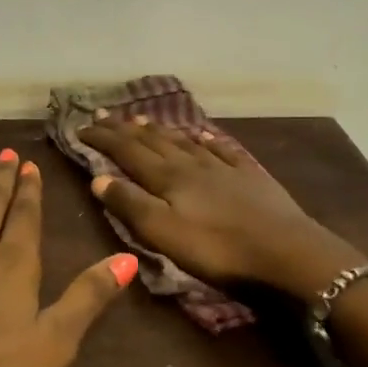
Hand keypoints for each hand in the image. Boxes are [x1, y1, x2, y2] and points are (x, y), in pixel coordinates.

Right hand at [79, 115, 362, 301]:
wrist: (286, 252)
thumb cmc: (219, 250)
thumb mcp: (164, 234)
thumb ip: (131, 205)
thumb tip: (97, 178)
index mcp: (169, 178)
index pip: (127, 152)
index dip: (103, 139)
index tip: (81, 127)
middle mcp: (192, 165)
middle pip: (153, 141)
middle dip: (125, 129)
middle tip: (104, 114)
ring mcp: (223, 168)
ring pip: (184, 142)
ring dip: (159, 130)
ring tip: (141, 120)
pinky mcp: (250, 177)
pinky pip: (221, 150)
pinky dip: (204, 140)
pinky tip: (201, 135)